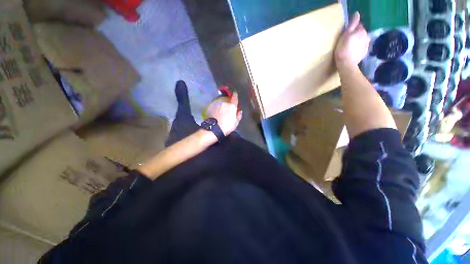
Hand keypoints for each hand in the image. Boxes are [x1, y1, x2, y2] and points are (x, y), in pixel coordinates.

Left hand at [209, 93, 242, 135]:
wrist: (214, 128)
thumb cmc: (227, 126)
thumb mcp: (236, 122)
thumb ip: (238, 115)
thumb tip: (239, 111)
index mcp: (232, 106)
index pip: (235, 97)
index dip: (235, 95)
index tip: (235, 93)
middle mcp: (224, 102)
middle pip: (227, 100)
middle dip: (228, 102)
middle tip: (228, 107)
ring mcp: (217, 104)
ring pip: (220, 102)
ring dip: (222, 104)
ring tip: (221, 110)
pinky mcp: (210, 106)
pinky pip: (215, 105)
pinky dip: (216, 107)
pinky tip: (216, 112)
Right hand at [334, 12, 370, 69]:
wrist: (346, 64)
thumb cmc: (343, 49)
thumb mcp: (345, 35)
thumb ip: (352, 24)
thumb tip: (357, 13)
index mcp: (361, 31)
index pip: (358, 25)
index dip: (352, 29)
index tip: (346, 34)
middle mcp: (367, 36)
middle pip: (361, 33)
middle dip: (356, 35)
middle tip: (348, 41)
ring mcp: (367, 45)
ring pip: (362, 40)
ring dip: (358, 42)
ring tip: (350, 47)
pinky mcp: (365, 53)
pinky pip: (362, 47)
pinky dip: (358, 48)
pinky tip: (353, 52)